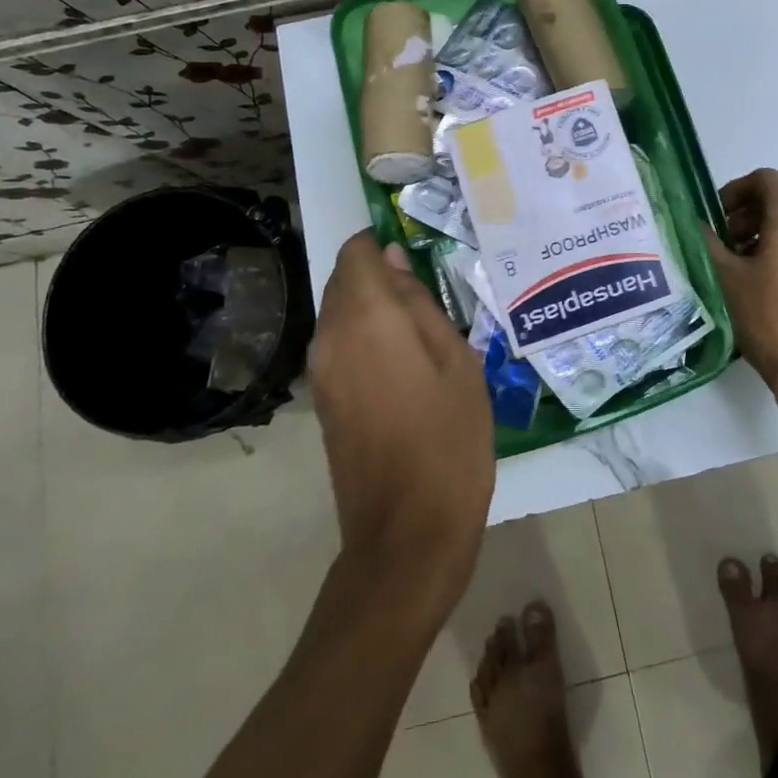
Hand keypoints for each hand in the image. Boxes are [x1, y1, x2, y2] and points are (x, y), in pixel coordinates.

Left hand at [308, 232, 494, 605]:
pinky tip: (407, 362)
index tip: (422, 259)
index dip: (385, 245)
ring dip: (376, 309)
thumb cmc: (449, 439)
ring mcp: (320, 371)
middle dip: (382, 276)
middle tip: (434, 296)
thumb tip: (396, 262)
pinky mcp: (322, 399)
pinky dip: (368, 337)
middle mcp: (330, 336)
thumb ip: (421, 304)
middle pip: (345, 281)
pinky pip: (341, 345)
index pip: (357, 252)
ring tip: (426, 330)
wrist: (408, 532)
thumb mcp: (457, 361)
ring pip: (342, 313)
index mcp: (365, 318)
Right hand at [705, 168, 777, 389]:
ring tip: (745, 263)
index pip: (763, 179)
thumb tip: (694, 224)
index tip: (717, 217)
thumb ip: (708, 243)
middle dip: (752, 212)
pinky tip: (770, 283)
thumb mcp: (727, 277)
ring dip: (770, 230)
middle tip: (729, 239)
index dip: (736, 191)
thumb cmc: (769, 314)